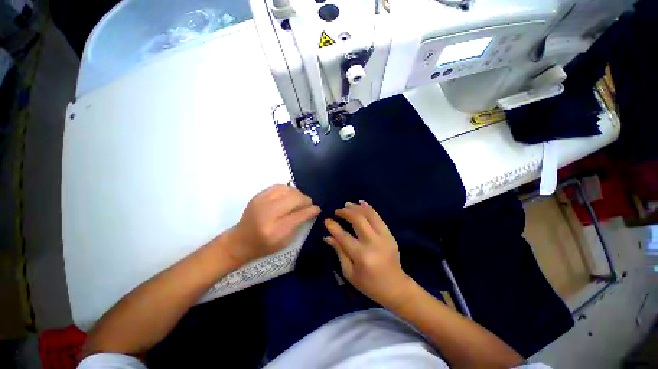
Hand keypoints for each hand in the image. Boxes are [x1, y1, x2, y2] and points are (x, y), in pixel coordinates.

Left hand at [227, 185, 319, 264]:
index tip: (317, 208)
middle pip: (293, 198)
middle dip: (305, 200)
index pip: (298, 215)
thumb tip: (312, 209)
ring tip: (300, 200)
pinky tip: (290, 196)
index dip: (310, 210)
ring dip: (298, 194)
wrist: (240, 240)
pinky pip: (279, 186)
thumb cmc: (264, 245)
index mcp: (274, 230)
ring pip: (287, 190)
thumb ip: (299, 223)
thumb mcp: (285, 241)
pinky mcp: (258, 195)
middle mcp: (267, 213)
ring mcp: (260, 202)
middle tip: (309, 204)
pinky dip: (288, 190)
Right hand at [323, 201, 413, 307]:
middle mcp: (373, 243)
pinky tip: (361, 203)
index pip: (344, 236)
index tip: (327, 220)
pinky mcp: (390, 235)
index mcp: (361, 256)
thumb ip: (339, 251)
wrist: (395, 287)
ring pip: (369, 215)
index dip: (333, 226)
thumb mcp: (349, 272)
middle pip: (358, 220)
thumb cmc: (369, 284)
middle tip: (337, 211)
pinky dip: (369, 208)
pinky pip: (378, 217)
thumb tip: (328, 236)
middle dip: (346, 212)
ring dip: (357, 207)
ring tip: (347, 205)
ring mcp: (384, 237)